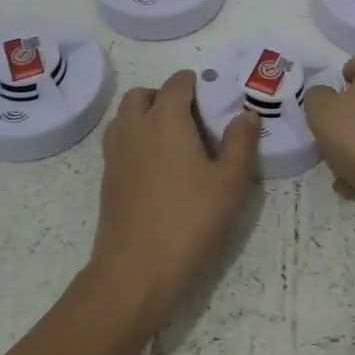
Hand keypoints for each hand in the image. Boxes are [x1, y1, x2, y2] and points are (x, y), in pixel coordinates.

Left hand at [89, 70, 261, 337]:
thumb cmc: (189, 220)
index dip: (195, 84)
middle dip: (165, 96)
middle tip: (191, 120)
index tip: (213, 102)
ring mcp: (115, 153)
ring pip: (125, 116)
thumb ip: (241, 142)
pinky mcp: (107, 178)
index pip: (177, 82)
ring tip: (173, 142)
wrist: (134, 271)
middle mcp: (135, 127)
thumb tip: (246, 114)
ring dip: (145, 115)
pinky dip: (135, 140)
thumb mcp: (230, 183)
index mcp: (166, 119)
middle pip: (143, 93)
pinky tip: (157, 168)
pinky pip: (119, 141)